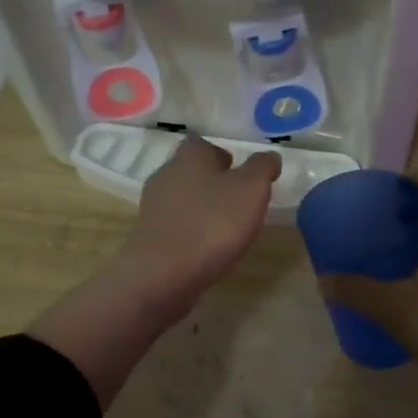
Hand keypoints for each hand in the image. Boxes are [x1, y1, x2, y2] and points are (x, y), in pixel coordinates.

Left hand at [110, 135, 281, 323]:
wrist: (163, 274)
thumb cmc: (212, 223)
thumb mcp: (251, 189)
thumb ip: (262, 167)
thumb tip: (269, 156)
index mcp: (190, 156)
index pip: (202, 143)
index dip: (221, 155)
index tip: (239, 172)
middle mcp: (166, 174)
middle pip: (191, 170)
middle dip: (212, 182)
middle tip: (238, 201)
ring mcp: (153, 206)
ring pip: (182, 198)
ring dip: (202, 208)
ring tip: (226, 228)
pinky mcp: (148, 235)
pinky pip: (175, 225)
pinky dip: (191, 231)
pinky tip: (206, 248)